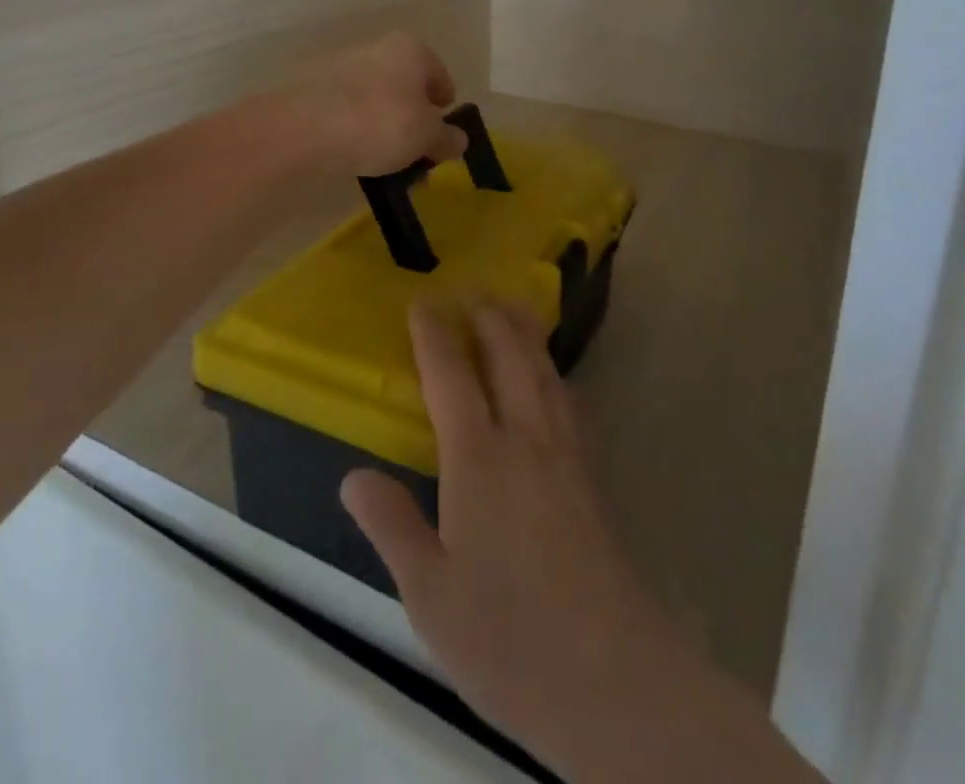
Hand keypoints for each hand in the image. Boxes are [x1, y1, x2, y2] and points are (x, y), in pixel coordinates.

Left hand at [278, 32, 467, 177]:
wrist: (301, 131)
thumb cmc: (380, 123)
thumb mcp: (426, 137)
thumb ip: (446, 138)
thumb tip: (459, 140)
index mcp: (410, 49)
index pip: (439, 76)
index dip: (444, 107)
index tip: (442, 135)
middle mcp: (375, 49)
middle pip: (404, 88)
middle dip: (412, 121)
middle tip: (416, 155)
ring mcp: (338, 68)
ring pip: (373, 101)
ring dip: (382, 128)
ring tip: (383, 164)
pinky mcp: (310, 92)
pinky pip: (345, 114)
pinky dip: (353, 132)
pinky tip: (353, 158)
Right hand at [342, 304, 822, 783]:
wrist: (612, 676)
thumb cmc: (508, 636)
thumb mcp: (429, 595)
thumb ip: (392, 526)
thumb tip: (353, 476)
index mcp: (479, 459)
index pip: (452, 376)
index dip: (435, 334)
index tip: (423, 302)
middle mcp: (526, 438)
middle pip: (509, 354)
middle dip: (488, 315)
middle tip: (471, 289)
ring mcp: (566, 453)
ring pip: (544, 370)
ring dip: (525, 332)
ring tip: (512, 307)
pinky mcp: (592, 476)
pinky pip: (568, 399)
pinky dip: (553, 371)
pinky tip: (553, 380)